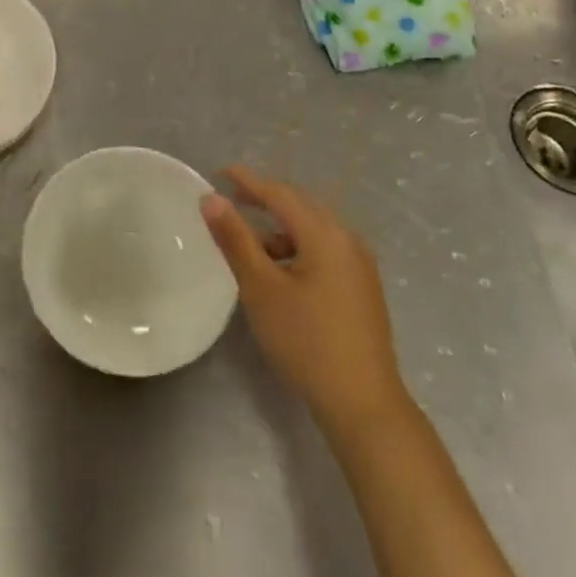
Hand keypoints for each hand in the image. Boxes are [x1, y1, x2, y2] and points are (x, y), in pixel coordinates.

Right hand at [201, 166, 409, 434]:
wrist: (364, 403)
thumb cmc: (306, 341)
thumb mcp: (262, 288)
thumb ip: (236, 239)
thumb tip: (212, 199)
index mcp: (325, 234)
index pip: (280, 194)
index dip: (248, 181)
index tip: (220, 172)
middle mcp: (347, 239)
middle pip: (300, 207)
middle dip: (265, 200)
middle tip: (231, 199)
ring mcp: (359, 264)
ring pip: (313, 231)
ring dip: (280, 229)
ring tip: (249, 244)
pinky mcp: (362, 287)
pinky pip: (324, 251)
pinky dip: (297, 249)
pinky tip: (280, 272)